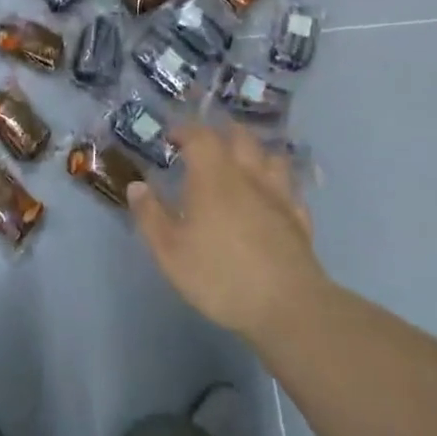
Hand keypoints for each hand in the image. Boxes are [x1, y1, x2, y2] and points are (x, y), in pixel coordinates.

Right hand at [128, 123, 328, 344]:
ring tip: (241, 163)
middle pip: (240, 137)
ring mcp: (279, 195)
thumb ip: (150, 216)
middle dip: (221, 132)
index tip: (171, 137)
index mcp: (213, 176)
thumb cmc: (220, 275)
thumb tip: (136, 186)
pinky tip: (270, 198)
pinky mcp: (299, 218)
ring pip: (271, 156)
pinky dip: (277, 184)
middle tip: (205, 144)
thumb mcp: (170, 252)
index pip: (200, 135)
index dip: (184, 130)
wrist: (287, 305)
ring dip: (254, 152)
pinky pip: (289, 188)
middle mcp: (249, 175)